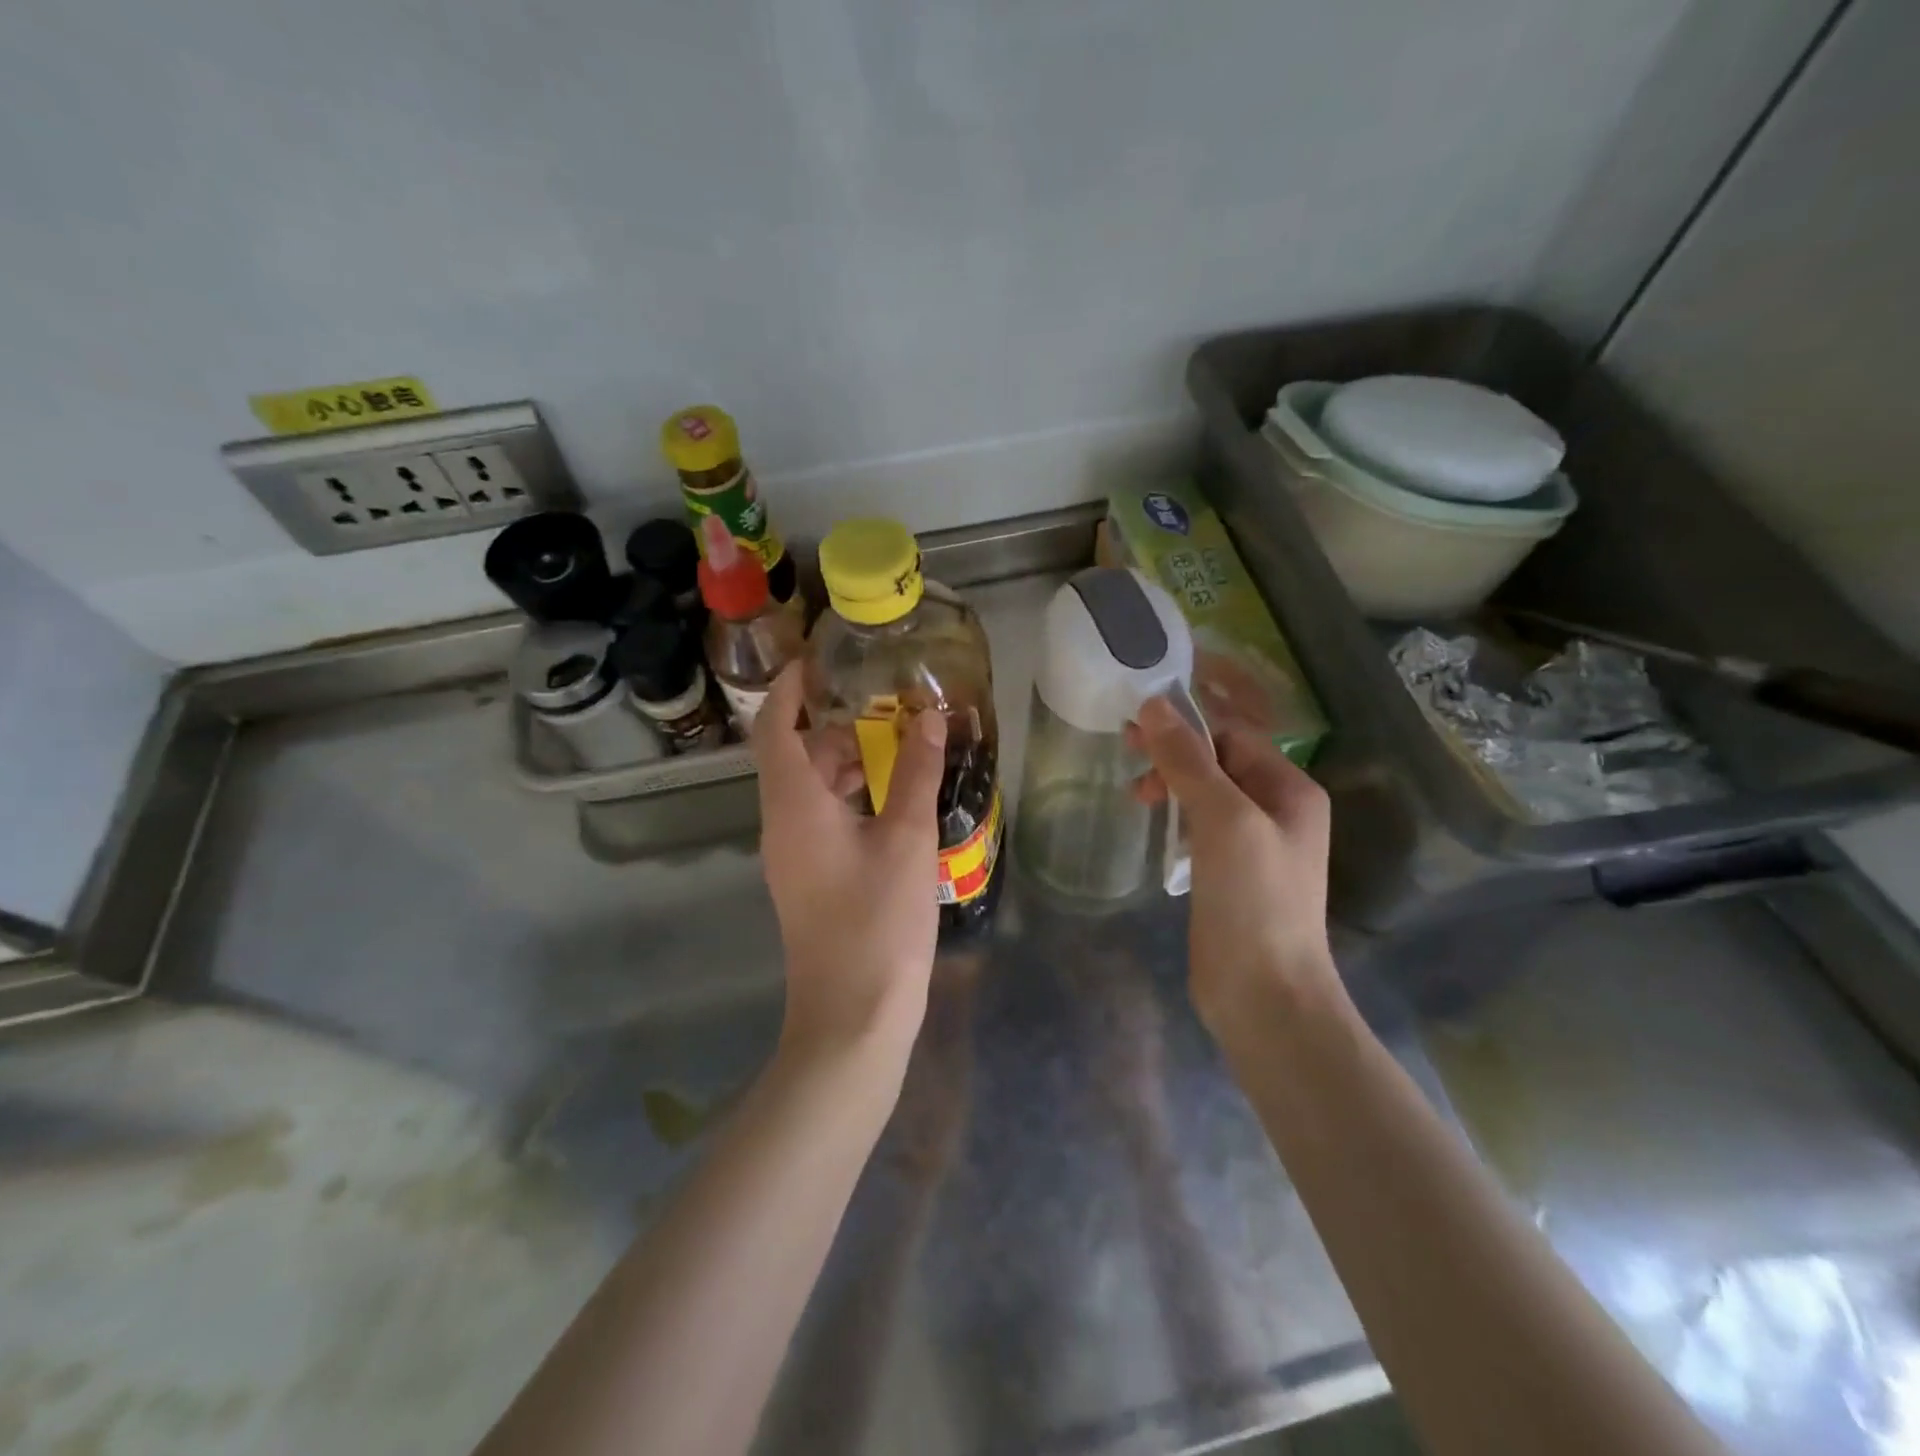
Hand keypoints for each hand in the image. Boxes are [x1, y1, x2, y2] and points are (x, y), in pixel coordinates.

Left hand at [752, 665, 947, 1064]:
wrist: (852, 1017)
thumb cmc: (877, 923)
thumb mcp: (906, 840)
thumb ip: (915, 774)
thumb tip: (928, 719)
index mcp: (793, 806)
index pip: (775, 728)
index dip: (789, 689)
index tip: (818, 660)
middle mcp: (783, 825)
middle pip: (796, 757)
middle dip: (836, 724)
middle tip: (886, 703)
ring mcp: (794, 856)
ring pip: (812, 791)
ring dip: (848, 763)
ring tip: (900, 744)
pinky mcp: (811, 880)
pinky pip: (824, 820)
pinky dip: (853, 798)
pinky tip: (896, 800)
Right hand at [1129, 697, 1340, 1035]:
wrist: (1265, 994)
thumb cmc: (1253, 899)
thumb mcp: (1222, 818)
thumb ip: (1189, 761)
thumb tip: (1155, 704)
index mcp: (1289, 789)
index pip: (1233, 735)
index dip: (1186, 724)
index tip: (1135, 726)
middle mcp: (1277, 810)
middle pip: (1220, 761)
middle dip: (1175, 753)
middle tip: (1127, 753)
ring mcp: (1255, 845)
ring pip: (1208, 794)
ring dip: (1172, 784)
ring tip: (1136, 797)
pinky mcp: (1232, 874)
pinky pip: (1202, 827)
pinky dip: (1177, 817)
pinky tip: (1156, 829)